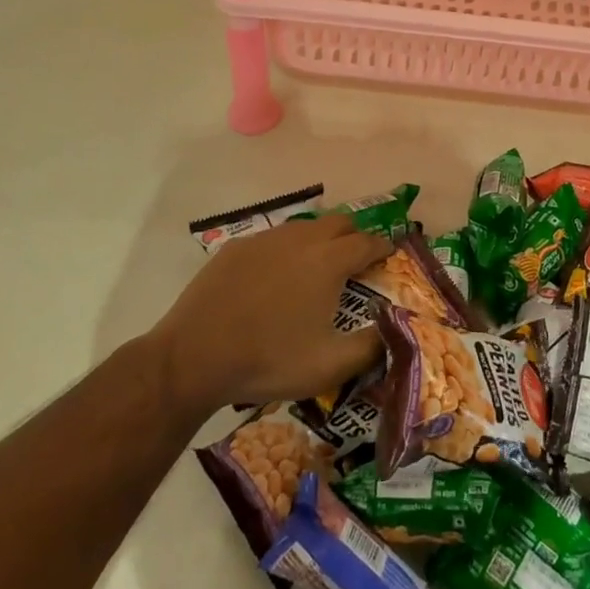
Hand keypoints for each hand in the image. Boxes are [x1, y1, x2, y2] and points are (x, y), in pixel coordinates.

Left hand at [149, 214, 391, 411]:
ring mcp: (266, 239)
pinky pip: (273, 239)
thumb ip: (371, 347)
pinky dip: (286, 250)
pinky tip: (276, 277)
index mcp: (329, 260)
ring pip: (305, 227)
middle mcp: (301, 238)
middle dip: (355, 236)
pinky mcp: (237, 247)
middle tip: (358, 259)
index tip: (390, 256)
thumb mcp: (329, 366)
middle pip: (340, 222)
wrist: (194, 357)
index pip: (368, 242)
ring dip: (321, 239)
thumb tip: (395, 330)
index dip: (383, 247)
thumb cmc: (268, 361)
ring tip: (318, 267)